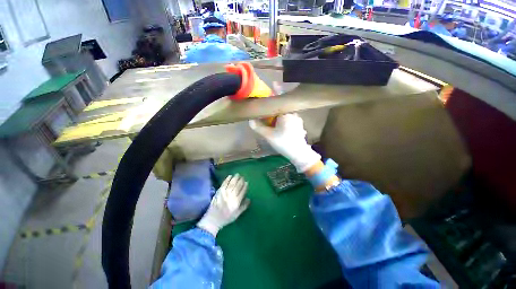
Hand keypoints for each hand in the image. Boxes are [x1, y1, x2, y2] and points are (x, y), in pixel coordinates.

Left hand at [197, 174, 249, 236]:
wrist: (213, 219)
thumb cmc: (226, 218)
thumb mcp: (237, 214)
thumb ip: (244, 206)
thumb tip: (249, 199)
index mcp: (236, 202)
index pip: (242, 191)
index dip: (245, 186)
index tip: (246, 182)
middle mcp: (231, 196)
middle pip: (237, 186)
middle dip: (241, 180)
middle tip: (243, 177)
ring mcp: (225, 193)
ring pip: (231, 183)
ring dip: (235, 178)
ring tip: (237, 174)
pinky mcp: (219, 192)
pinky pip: (224, 184)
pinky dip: (227, 179)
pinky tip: (230, 176)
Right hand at [249, 113, 320, 171]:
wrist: (298, 153)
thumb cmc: (283, 143)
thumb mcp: (268, 135)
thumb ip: (258, 127)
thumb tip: (250, 120)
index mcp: (285, 113)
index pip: (273, 105)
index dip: (266, 109)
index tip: (261, 114)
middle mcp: (293, 113)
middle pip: (278, 111)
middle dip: (271, 116)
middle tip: (265, 122)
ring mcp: (297, 119)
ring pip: (284, 116)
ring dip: (278, 120)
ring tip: (273, 127)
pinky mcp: (300, 125)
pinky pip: (289, 120)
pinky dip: (284, 123)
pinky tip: (281, 130)